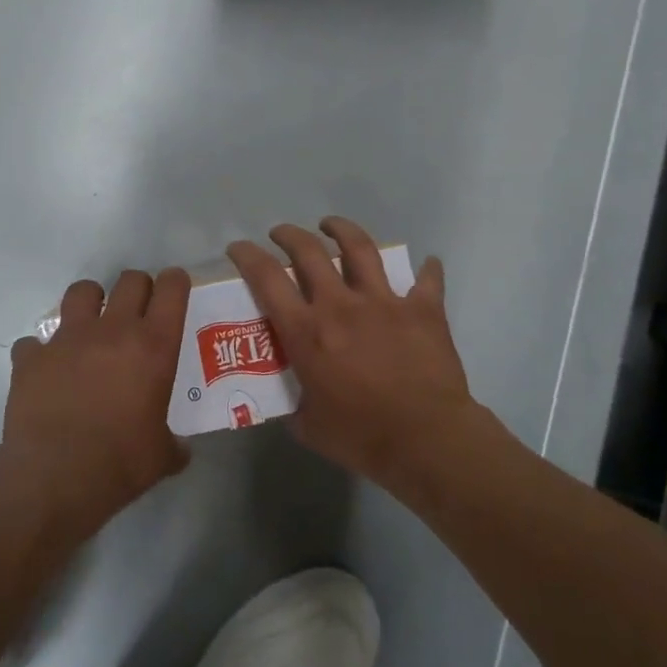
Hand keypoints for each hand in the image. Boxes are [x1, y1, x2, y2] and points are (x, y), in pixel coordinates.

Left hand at [3, 269, 190, 536]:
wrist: (55, 478)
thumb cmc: (120, 464)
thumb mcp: (162, 456)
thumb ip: (173, 443)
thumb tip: (179, 449)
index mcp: (153, 346)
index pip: (171, 289)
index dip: (175, 282)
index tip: (175, 288)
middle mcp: (112, 330)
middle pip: (130, 280)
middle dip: (137, 288)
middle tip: (138, 311)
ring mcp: (67, 338)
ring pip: (81, 291)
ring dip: (90, 302)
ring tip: (90, 326)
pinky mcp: (31, 357)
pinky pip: (34, 342)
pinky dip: (40, 352)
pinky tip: (45, 372)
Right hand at [228, 218, 481, 489]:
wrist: (426, 441)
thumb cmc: (362, 437)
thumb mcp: (308, 426)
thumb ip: (294, 404)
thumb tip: (290, 401)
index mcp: (307, 331)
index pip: (266, 278)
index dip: (247, 256)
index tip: (238, 247)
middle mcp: (340, 305)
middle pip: (308, 251)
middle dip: (289, 235)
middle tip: (281, 233)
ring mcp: (384, 302)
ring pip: (360, 248)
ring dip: (342, 230)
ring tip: (332, 225)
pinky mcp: (422, 310)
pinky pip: (427, 280)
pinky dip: (427, 270)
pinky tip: (428, 264)